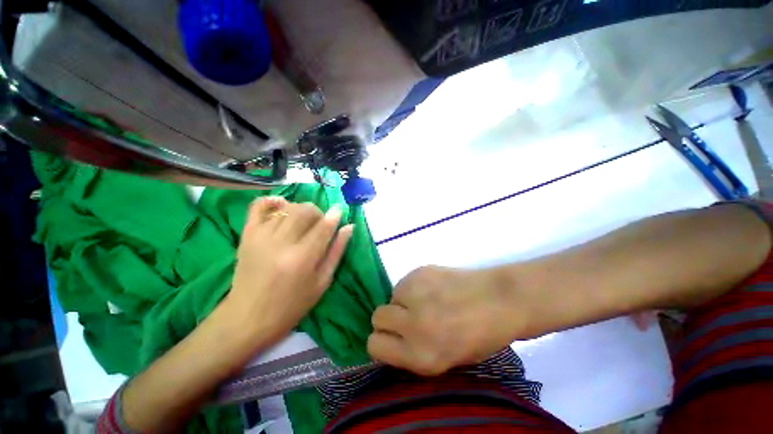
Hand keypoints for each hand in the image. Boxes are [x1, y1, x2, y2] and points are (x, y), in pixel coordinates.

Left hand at [225, 197, 352, 344]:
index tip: (339, 211)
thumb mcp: (322, 282)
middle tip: (320, 223)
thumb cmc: (292, 305)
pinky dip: (272, 201)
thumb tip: (349, 227)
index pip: (323, 226)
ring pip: (287, 208)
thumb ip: (337, 252)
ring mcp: (261, 237)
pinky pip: (258, 206)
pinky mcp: (247, 235)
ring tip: (303, 222)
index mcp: (303, 258)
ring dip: (300, 210)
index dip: (334, 216)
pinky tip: (281, 205)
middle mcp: (281, 243)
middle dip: (318, 212)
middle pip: (305, 211)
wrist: (248, 318)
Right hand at [368, 265, 528, 375]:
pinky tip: (433, 286)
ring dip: (402, 299)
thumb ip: (413, 352)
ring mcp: (416, 293)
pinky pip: (404, 281)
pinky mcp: (420, 271)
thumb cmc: (480, 336)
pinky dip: (413, 285)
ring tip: (426, 299)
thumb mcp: (445, 360)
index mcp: (421, 355)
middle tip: (407, 316)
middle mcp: (413, 324)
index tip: (393, 338)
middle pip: (377, 317)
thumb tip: (392, 340)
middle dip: (389, 318)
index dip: (382, 341)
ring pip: (391, 296)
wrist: (500, 299)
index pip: (375, 345)